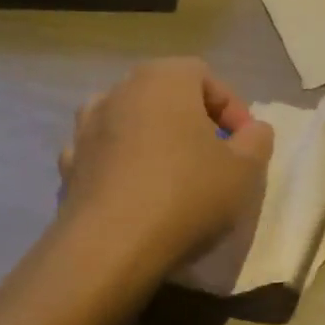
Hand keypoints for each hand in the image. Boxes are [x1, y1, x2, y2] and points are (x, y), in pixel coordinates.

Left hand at [56, 59, 272, 275]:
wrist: (110, 249)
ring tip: (174, 173)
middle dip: (193, 121)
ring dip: (154, 140)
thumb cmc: (187, 195)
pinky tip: (140, 196)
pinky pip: (105, 155)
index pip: (204, 75)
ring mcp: (86, 129)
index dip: (232, 107)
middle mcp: (118, 93)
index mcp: (163, 81)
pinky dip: (124, 166)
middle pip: (164, 95)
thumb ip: (257, 140)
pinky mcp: (68, 167)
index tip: (245, 142)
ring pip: (131, 122)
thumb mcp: (245, 169)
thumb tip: (252, 130)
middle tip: (215, 155)